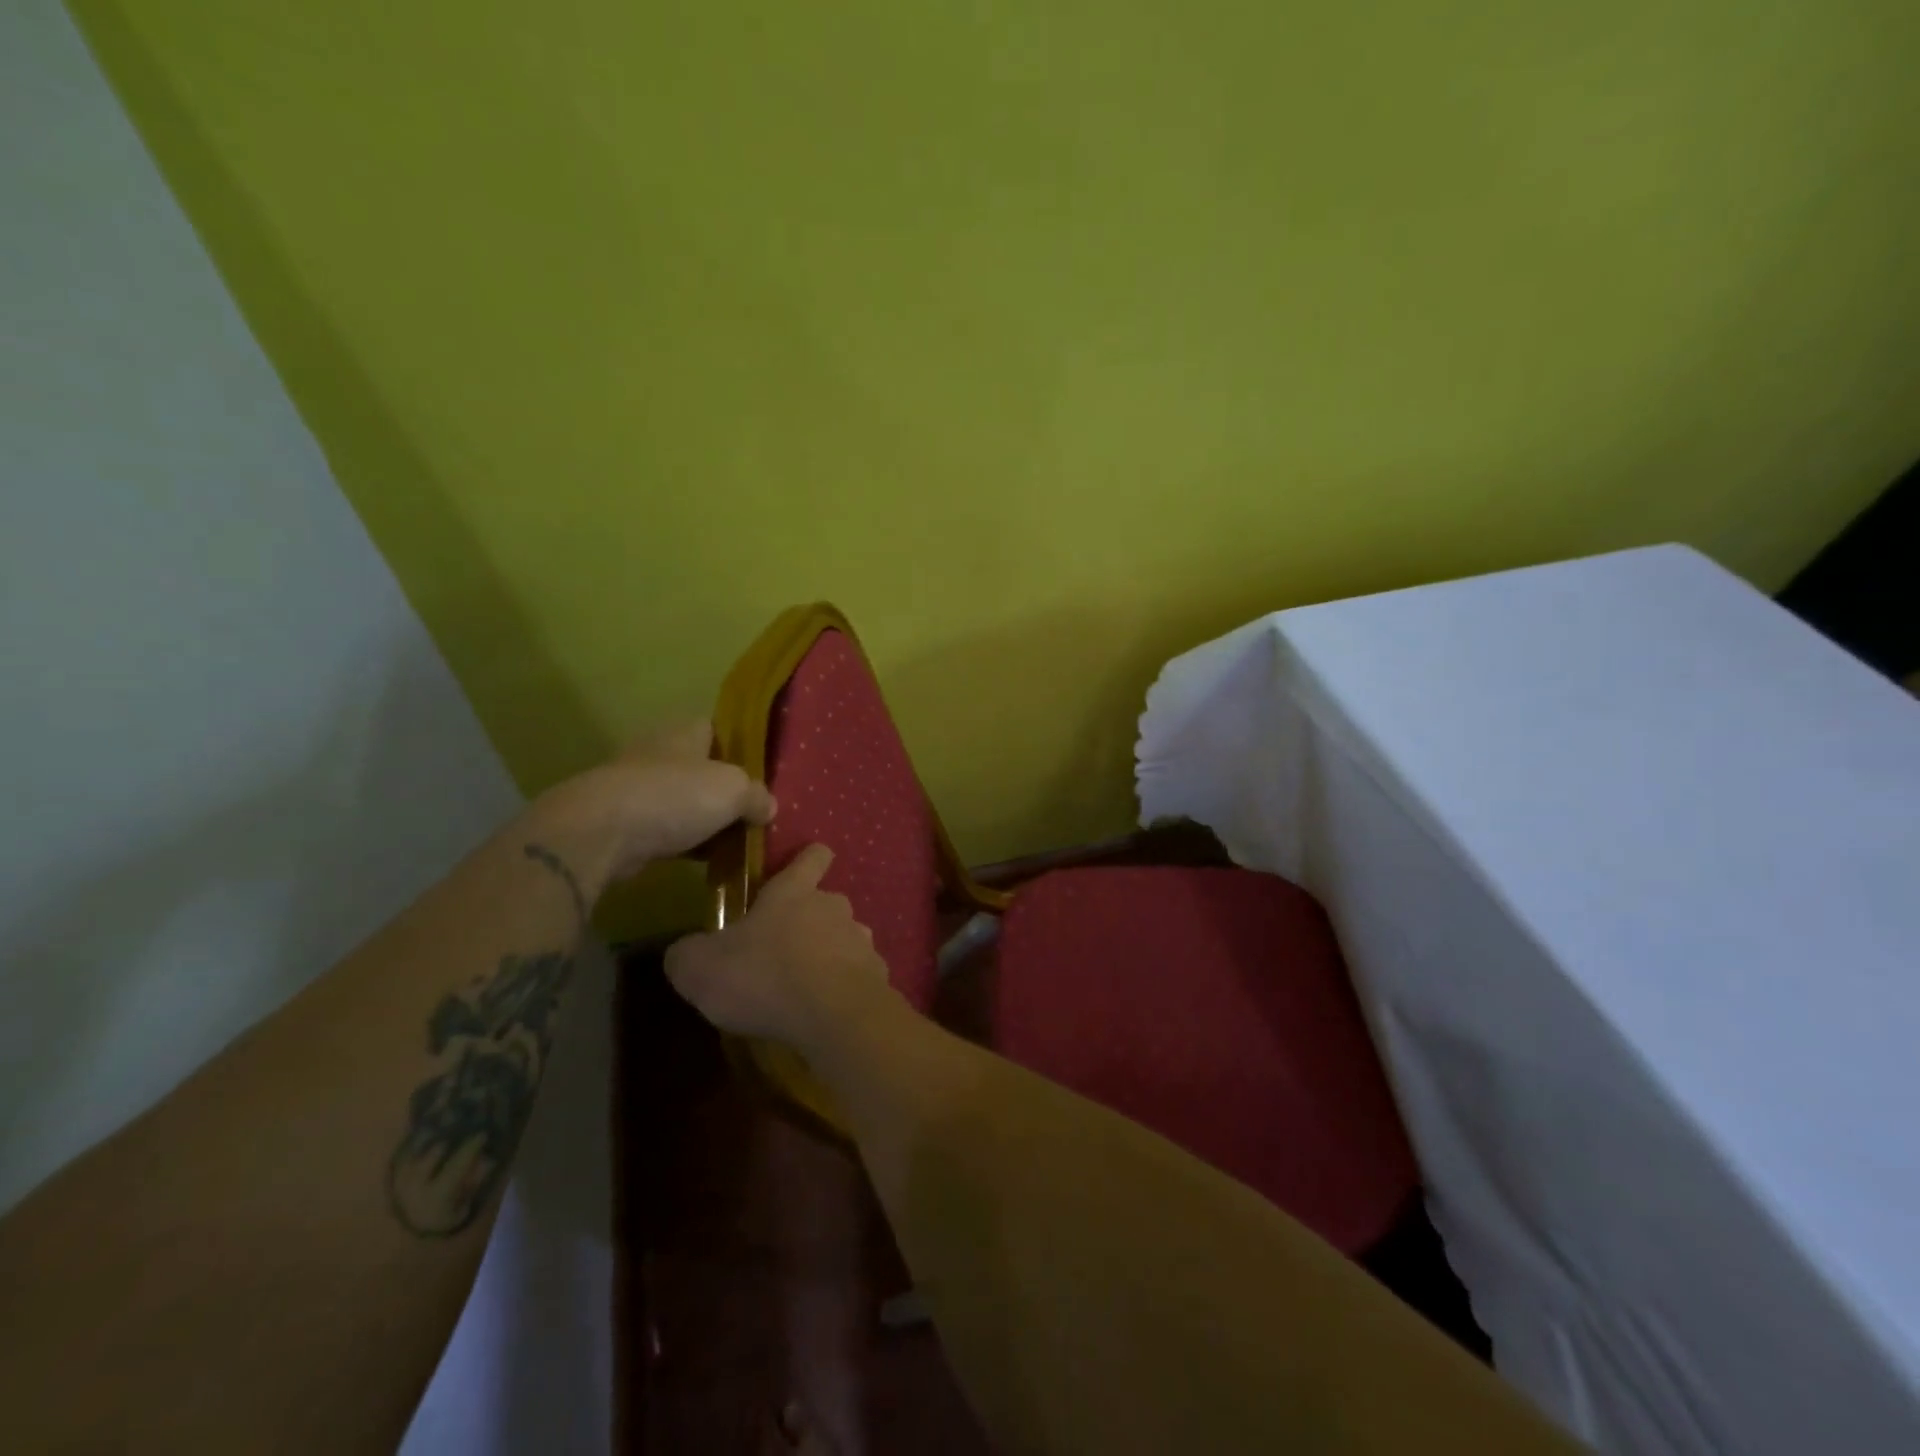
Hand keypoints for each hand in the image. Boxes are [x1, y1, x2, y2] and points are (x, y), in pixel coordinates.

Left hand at [535, 720, 775, 879]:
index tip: (762, 770)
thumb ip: (757, 795)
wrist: (602, 832)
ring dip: (705, 819)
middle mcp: (660, 752)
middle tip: (754, 811)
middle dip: (724, 789)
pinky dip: (685, 842)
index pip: (718, 728)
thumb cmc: (674, 796)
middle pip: (702, 767)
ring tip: (736, 839)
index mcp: (685, 731)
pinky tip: (706, 860)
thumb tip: (768, 807)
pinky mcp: (623, 822)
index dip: (741, 746)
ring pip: (684, 800)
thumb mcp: (734, 790)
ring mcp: (638, 787)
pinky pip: (666, 829)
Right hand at [665, 845, 892, 1049]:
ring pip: (844, 939)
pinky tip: (826, 1011)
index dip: (809, 857)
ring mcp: (861, 940)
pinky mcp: (877, 976)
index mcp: (793, 892)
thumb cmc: (763, 976)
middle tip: (783, 950)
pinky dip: (844, 988)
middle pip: (826, 902)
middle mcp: (833, 907)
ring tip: (805, 985)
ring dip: (828, 955)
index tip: (808, 860)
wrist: (833, 1016)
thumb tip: (683, 952)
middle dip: (809, 921)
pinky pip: (858, 975)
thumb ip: (687, 954)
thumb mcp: (700, 968)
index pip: (810, 858)